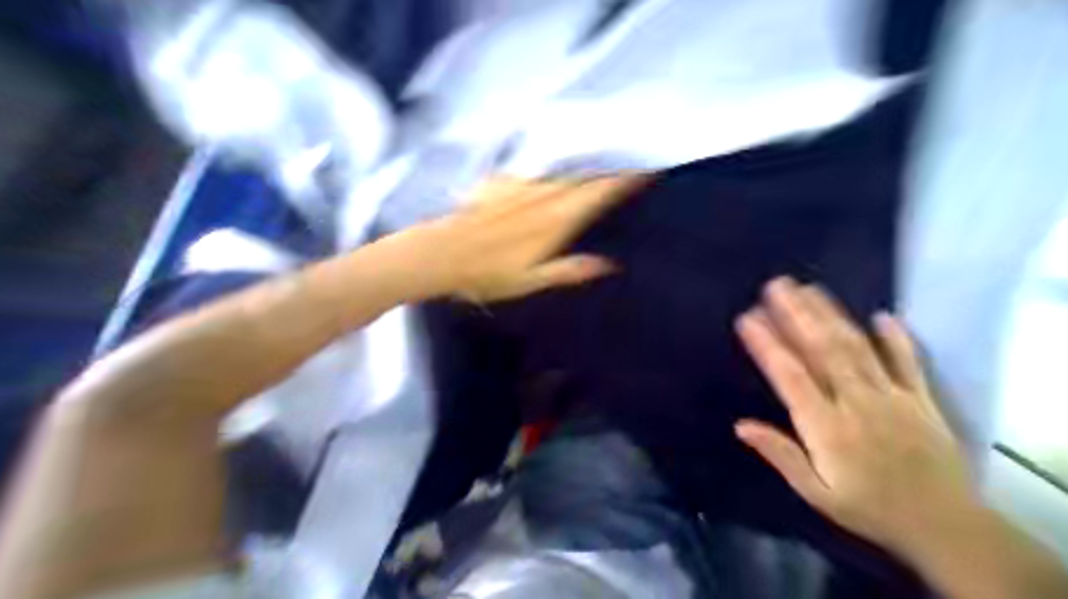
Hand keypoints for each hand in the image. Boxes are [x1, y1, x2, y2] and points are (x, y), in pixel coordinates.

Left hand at [390, 173, 641, 303]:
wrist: (441, 255)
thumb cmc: (488, 275)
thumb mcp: (531, 281)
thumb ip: (570, 270)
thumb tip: (609, 265)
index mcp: (552, 224)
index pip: (595, 195)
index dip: (620, 181)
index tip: (643, 169)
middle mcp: (541, 199)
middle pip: (582, 176)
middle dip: (608, 165)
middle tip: (631, 155)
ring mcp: (519, 187)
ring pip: (561, 168)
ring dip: (585, 160)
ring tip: (604, 152)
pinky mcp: (501, 183)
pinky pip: (533, 167)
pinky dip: (551, 162)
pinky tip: (557, 160)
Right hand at [735, 278, 974, 558]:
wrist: (955, 535)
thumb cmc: (869, 507)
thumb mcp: (816, 492)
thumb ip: (779, 454)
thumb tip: (740, 425)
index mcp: (828, 426)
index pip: (790, 375)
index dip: (766, 343)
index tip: (746, 318)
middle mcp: (859, 404)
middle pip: (823, 351)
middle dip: (796, 314)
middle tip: (776, 287)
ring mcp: (895, 399)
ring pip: (857, 348)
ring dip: (830, 315)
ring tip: (808, 289)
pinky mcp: (924, 402)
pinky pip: (911, 364)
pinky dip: (897, 338)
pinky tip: (882, 315)